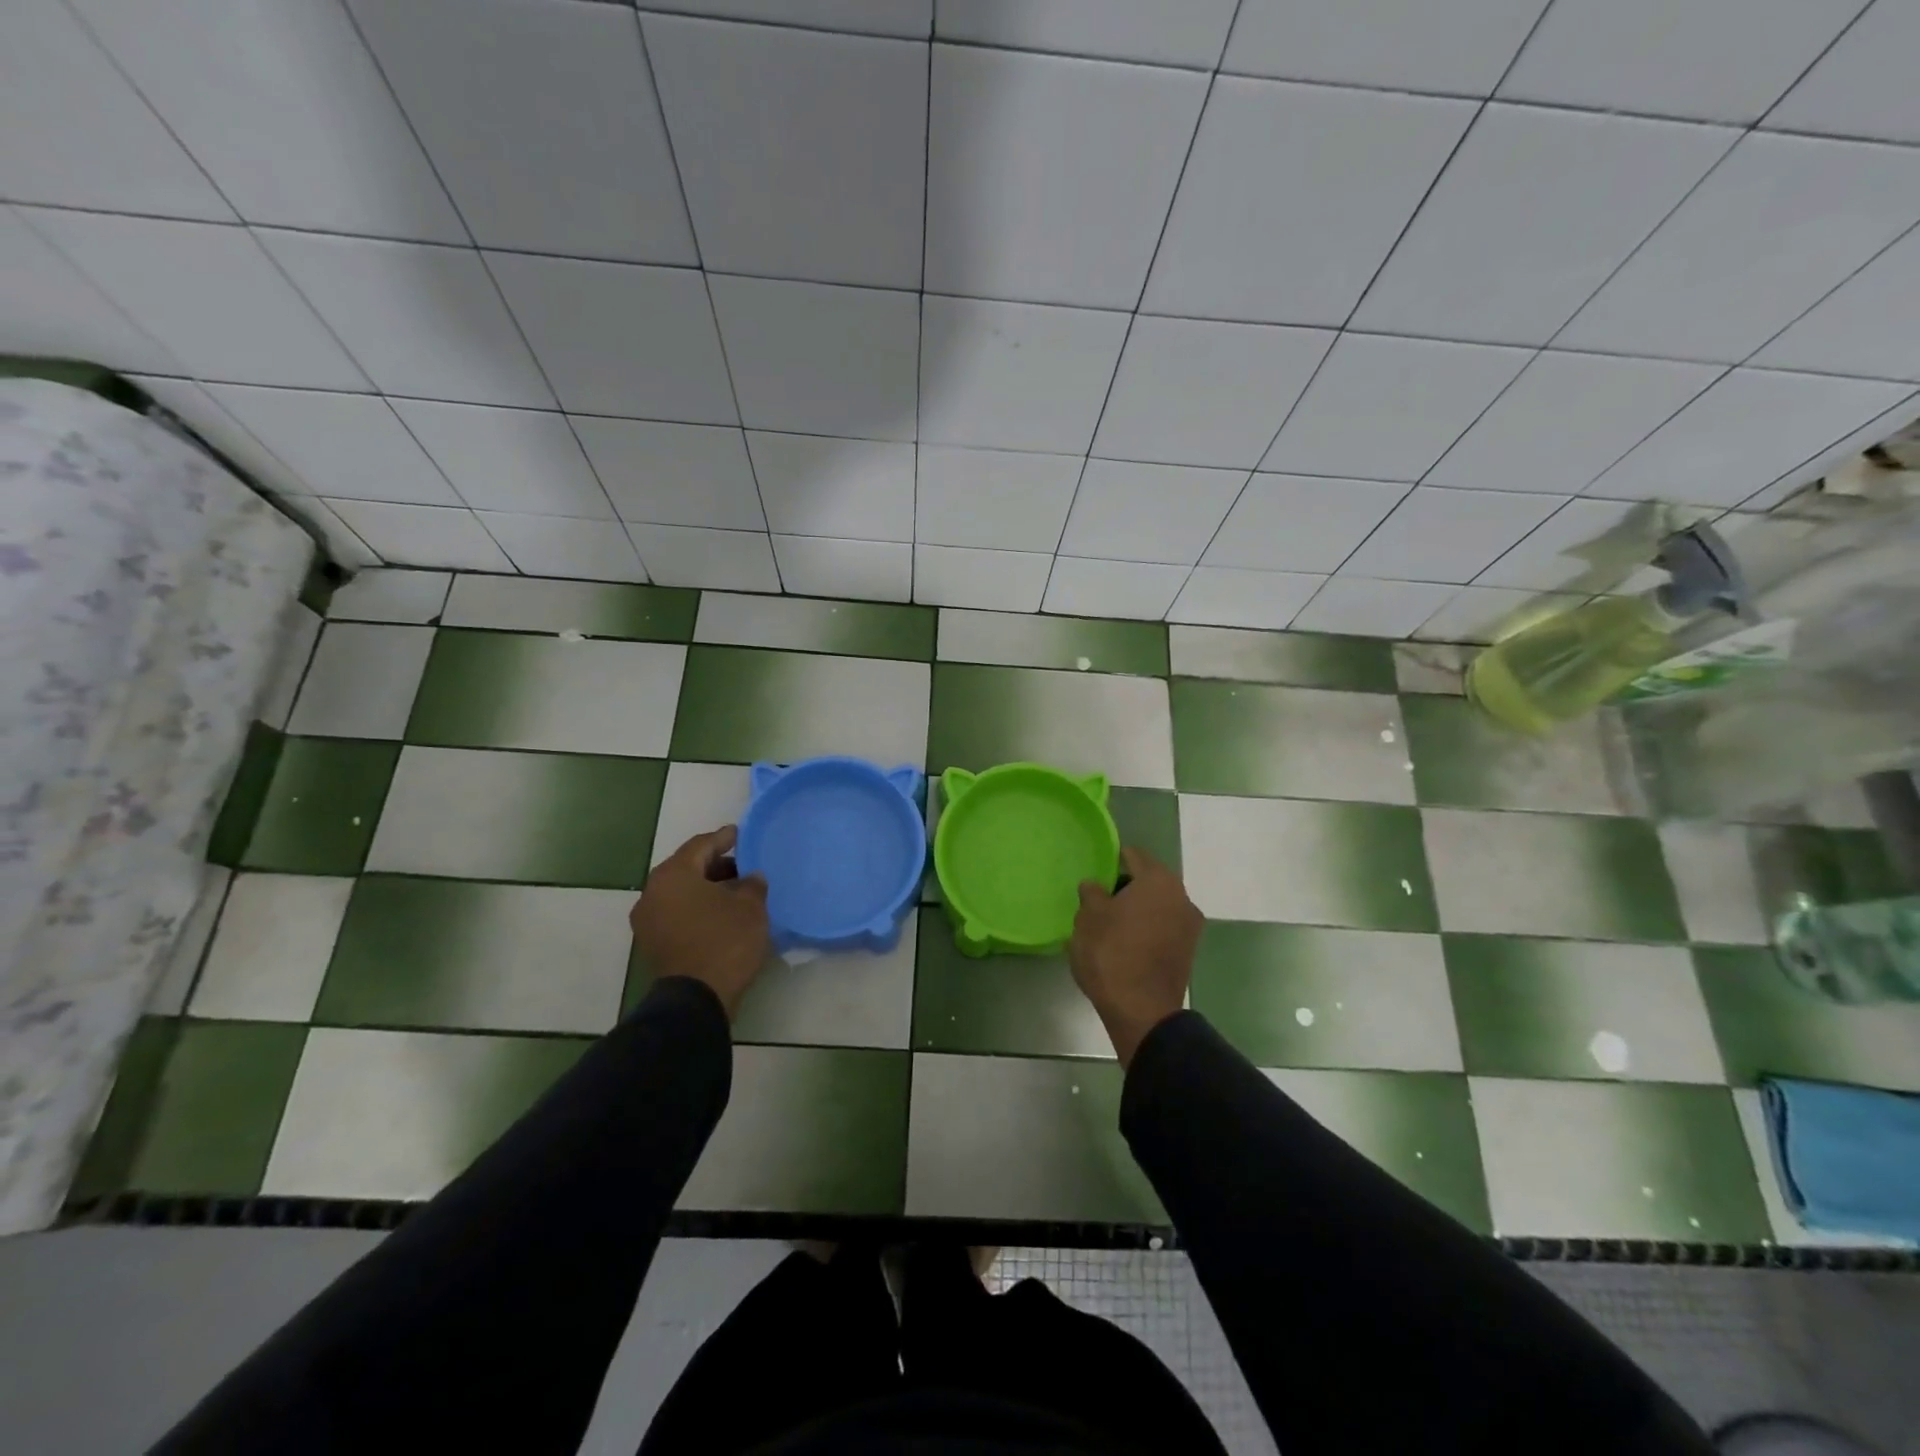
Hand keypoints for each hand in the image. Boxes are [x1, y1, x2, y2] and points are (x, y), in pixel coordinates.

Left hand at [630, 826, 769, 1020]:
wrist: (697, 998)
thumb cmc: (725, 941)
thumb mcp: (750, 907)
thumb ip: (752, 884)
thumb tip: (751, 878)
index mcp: (673, 874)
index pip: (701, 845)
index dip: (723, 838)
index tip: (739, 834)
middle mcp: (653, 892)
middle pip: (687, 868)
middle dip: (715, 865)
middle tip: (742, 865)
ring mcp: (648, 920)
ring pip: (681, 892)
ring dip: (706, 889)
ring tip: (736, 891)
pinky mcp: (653, 943)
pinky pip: (677, 913)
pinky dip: (697, 908)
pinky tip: (721, 913)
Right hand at [1068, 846, 1202, 1067]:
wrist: (1142, 1012)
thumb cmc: (1111, 954)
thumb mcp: (1088, 918)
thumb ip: (1091, 894)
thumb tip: (1095, 885)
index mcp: (1158, 880)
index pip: (1134, 856)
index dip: (1113, 859)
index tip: (1096, 871)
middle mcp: (1181, 896)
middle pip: (1149, 880)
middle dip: (1126, 886)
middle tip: (1100, 899)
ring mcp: (1189, 925)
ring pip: (1158, 905)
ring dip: (1138, 908)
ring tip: (1111, 923)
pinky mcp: (1188, 950)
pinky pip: (1164, 926)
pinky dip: (1148, 928)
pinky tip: (1127, 942)